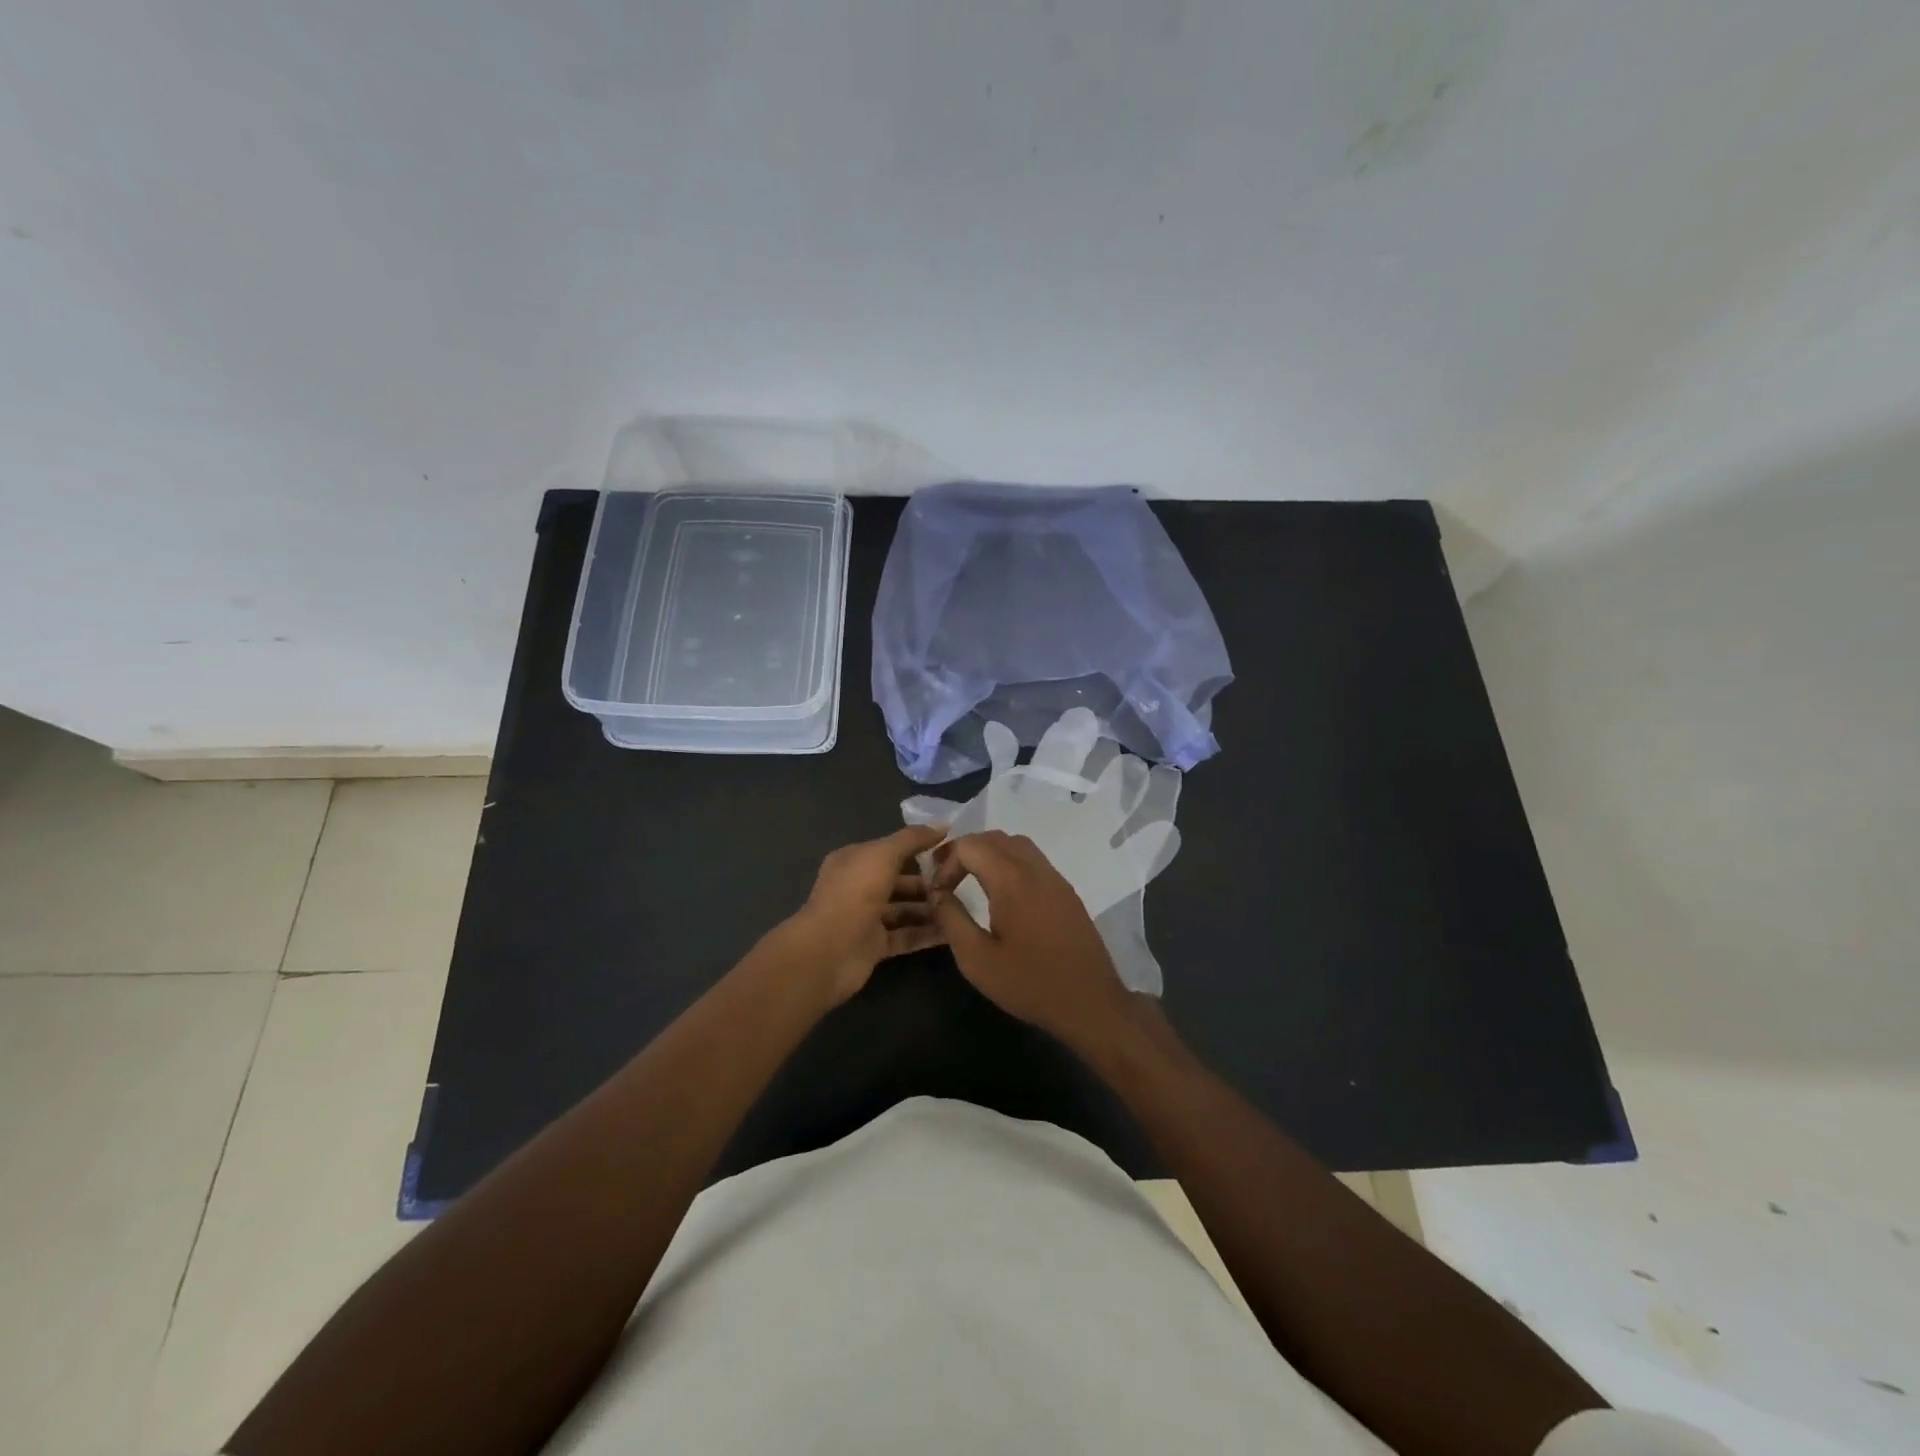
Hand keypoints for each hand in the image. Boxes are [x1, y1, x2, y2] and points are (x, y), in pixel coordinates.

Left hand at [783, 825, 947, 1004]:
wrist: (829, 951)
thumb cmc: (855, 893)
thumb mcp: (883, 854)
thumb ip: (912, 839)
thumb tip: (943, 826)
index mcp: (855, 861)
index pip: (891, 850)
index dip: (919, 848)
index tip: (952, 851)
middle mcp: (859, 887)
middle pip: (900, 881)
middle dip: (929, 882)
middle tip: (963, 883)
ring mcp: (866, 918)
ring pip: (905, 910)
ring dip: (931, 908)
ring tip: (964, 907)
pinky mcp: (875, 946)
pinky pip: (906, 935)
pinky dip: (927, 934)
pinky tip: (954, 931)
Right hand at [930, 830, 1133, 1047]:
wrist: (1090, 1003)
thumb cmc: (1029, 983)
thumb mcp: (976, 959)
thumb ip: (951, 919)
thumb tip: (937, 894)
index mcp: (1012, 880)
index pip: (971, 845)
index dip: (946, 862)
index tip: (938, 892)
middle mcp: (1036, 869)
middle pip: (995, 838)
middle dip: (966, 850)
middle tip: (946, 877)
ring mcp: (1056, 879)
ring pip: (1017, 845)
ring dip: (989, 854)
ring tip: (971, 879)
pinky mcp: (1067, 892)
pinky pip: (1034, 861)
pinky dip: (1010, 863)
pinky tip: (1002, 894)